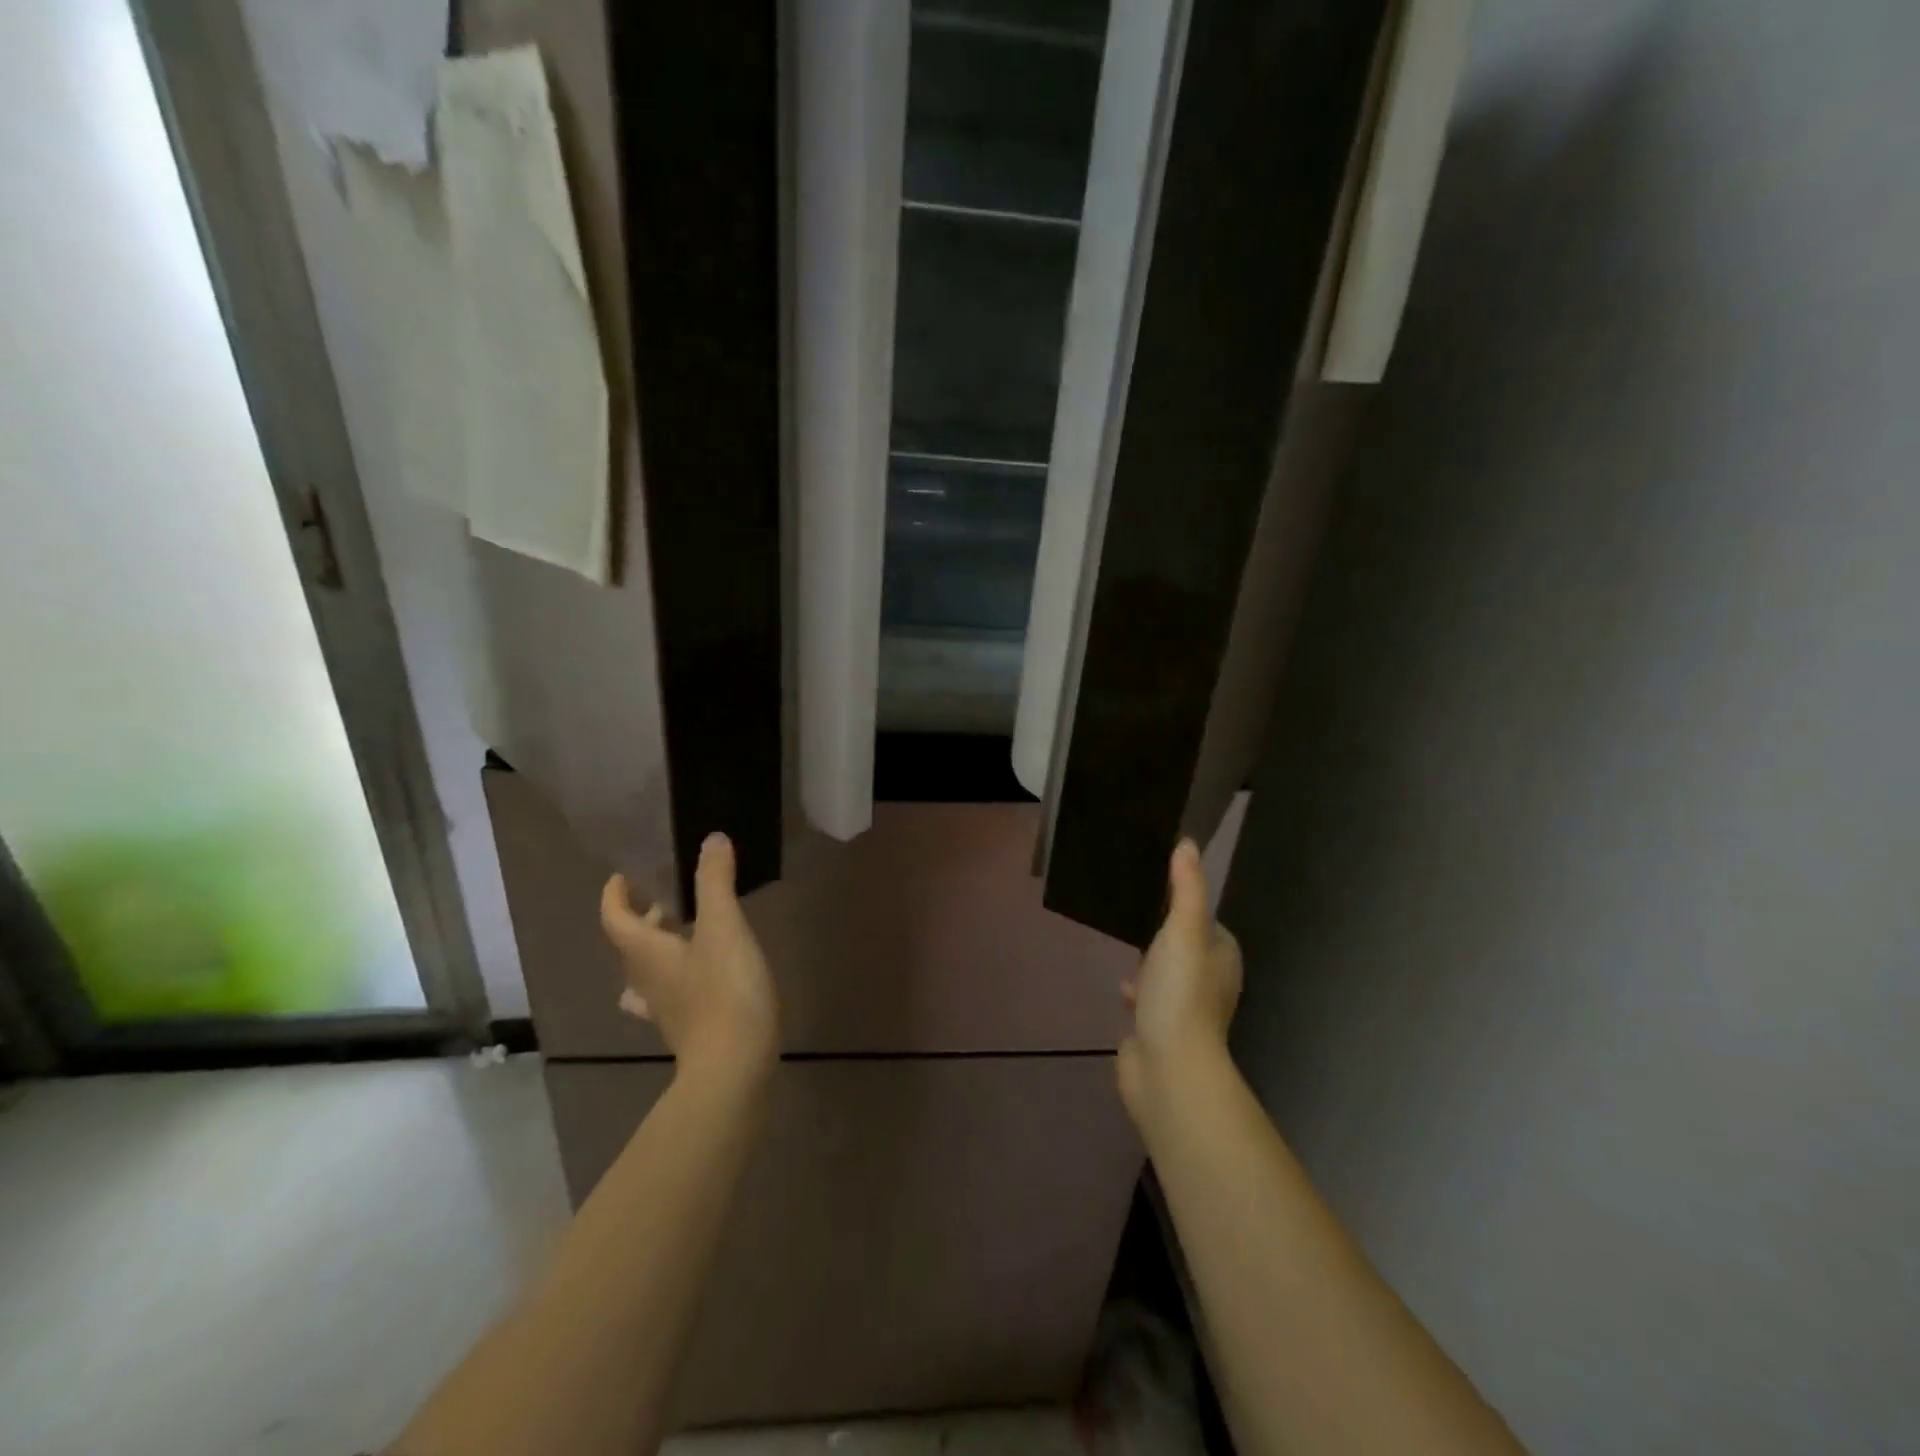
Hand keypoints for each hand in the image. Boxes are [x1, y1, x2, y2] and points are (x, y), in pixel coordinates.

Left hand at [600, 832, 778, 1079]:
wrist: (735, 1065)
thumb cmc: (724, 990)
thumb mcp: (724, 927)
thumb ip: (715, 882)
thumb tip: (711, 839)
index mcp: (646, 953)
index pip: (615, 918)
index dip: (614, 895)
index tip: (623, 876)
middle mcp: (646, 981)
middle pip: (630, 945)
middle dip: (644, 917)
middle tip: (668, 898)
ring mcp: (664, 1009)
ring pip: (647, 973)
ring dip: (659, 948)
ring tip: (685, 932)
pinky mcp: (688, 1028)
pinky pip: (670, 994)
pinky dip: (677, 976)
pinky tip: (698, 976)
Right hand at [1117, 838, 1242, 1122]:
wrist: (1168, 1066)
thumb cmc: (1181, 992)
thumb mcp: (1183, 930)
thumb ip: (1185, 887)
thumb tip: (1188, 843)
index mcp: (1222, 957)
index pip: (1207, 921)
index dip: (1185, 905)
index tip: (1156, 889)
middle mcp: (1211, 982)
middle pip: (1186, 946)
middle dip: (1164, 933)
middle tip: (1134, 914)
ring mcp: (1186, 1009)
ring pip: (1167, 974)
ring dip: (1150, 963)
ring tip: (1125, 946)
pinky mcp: (1162, 1030)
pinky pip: (1150, 1000)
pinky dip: (1138, 992)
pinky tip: (1121, 989)